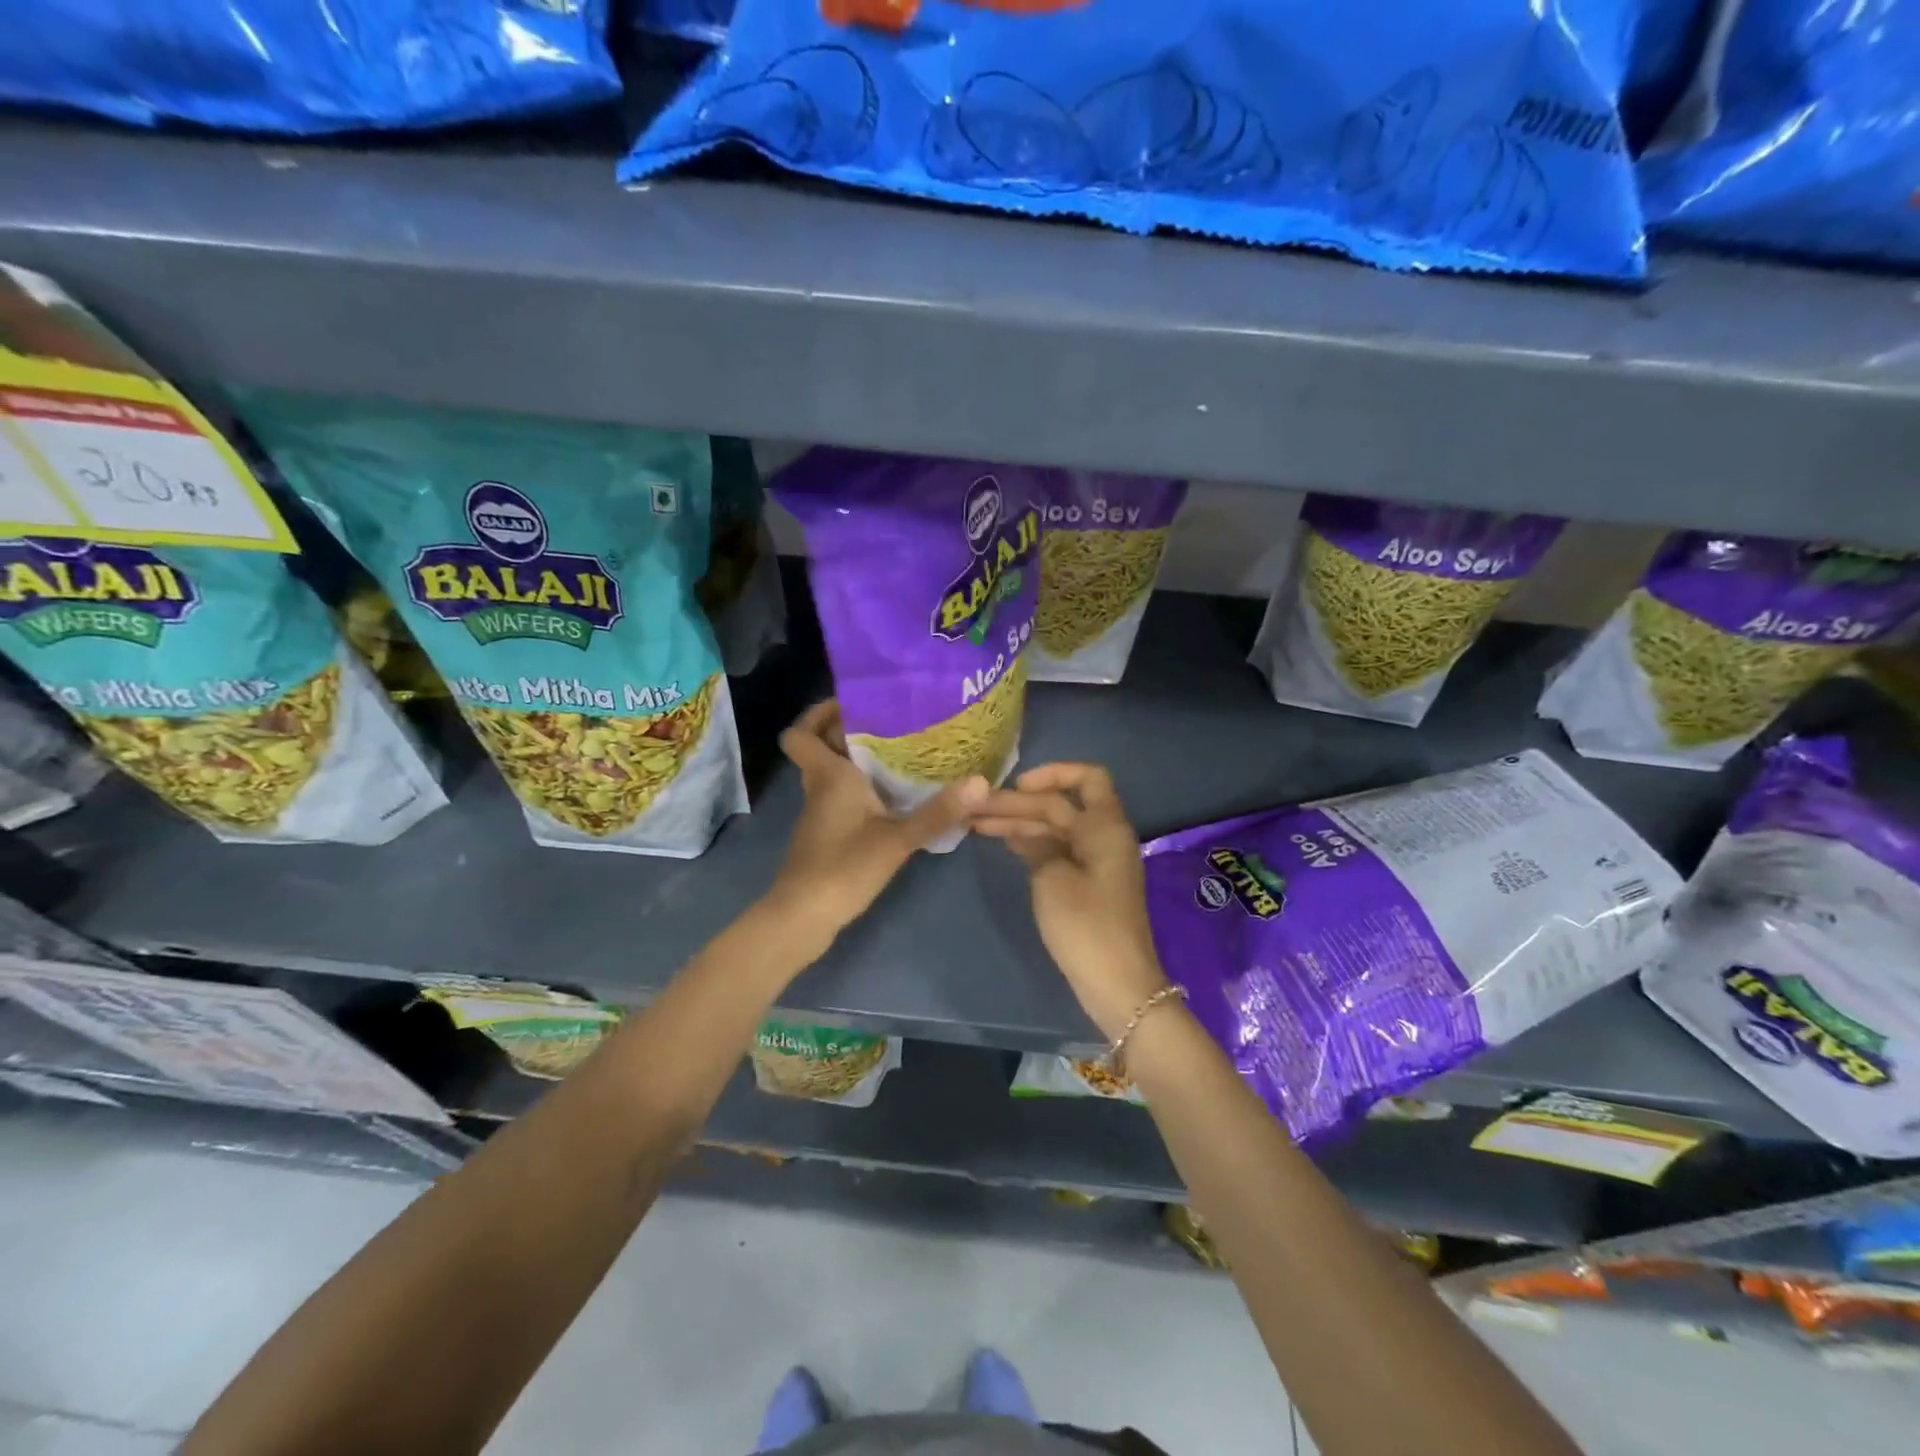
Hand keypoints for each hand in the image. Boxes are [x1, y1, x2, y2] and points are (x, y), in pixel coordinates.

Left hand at [767, 701, 987, 944]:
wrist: (803, 917)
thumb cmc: (843, 868)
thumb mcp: (897, 840)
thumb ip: (938, 812)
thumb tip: (981, 782)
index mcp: (828, 776)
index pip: (800, 733)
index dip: (818, 713)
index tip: (854, 703)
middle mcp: (819, 787)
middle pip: (822, 746)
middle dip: (850, 730)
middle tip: (894, 720)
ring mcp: (821, 812)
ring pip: (832, 771)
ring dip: (858, 758)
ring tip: (904, 750)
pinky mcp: (828, 833)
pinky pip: (841, 795)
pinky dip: (862, 787)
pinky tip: (895, 795)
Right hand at [972, 763, 1170, 1039]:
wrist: (1118, 984)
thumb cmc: (1085, 926)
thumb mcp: (1053, 879)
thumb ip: (1038, 844)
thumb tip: (1028, 832)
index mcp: (1105, 826)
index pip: (1086, 777)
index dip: (1052, 773)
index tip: (1017, 785)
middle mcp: (1105, 835)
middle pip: (1062, 804)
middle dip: (1020, 803)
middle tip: (977, 807)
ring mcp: (1097, 860)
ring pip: (1057, 827)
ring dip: (1021, 823)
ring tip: (977, 823)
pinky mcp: (1089, 883)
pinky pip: (1059, 849)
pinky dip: (1033, 843)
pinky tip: (1004, 842)